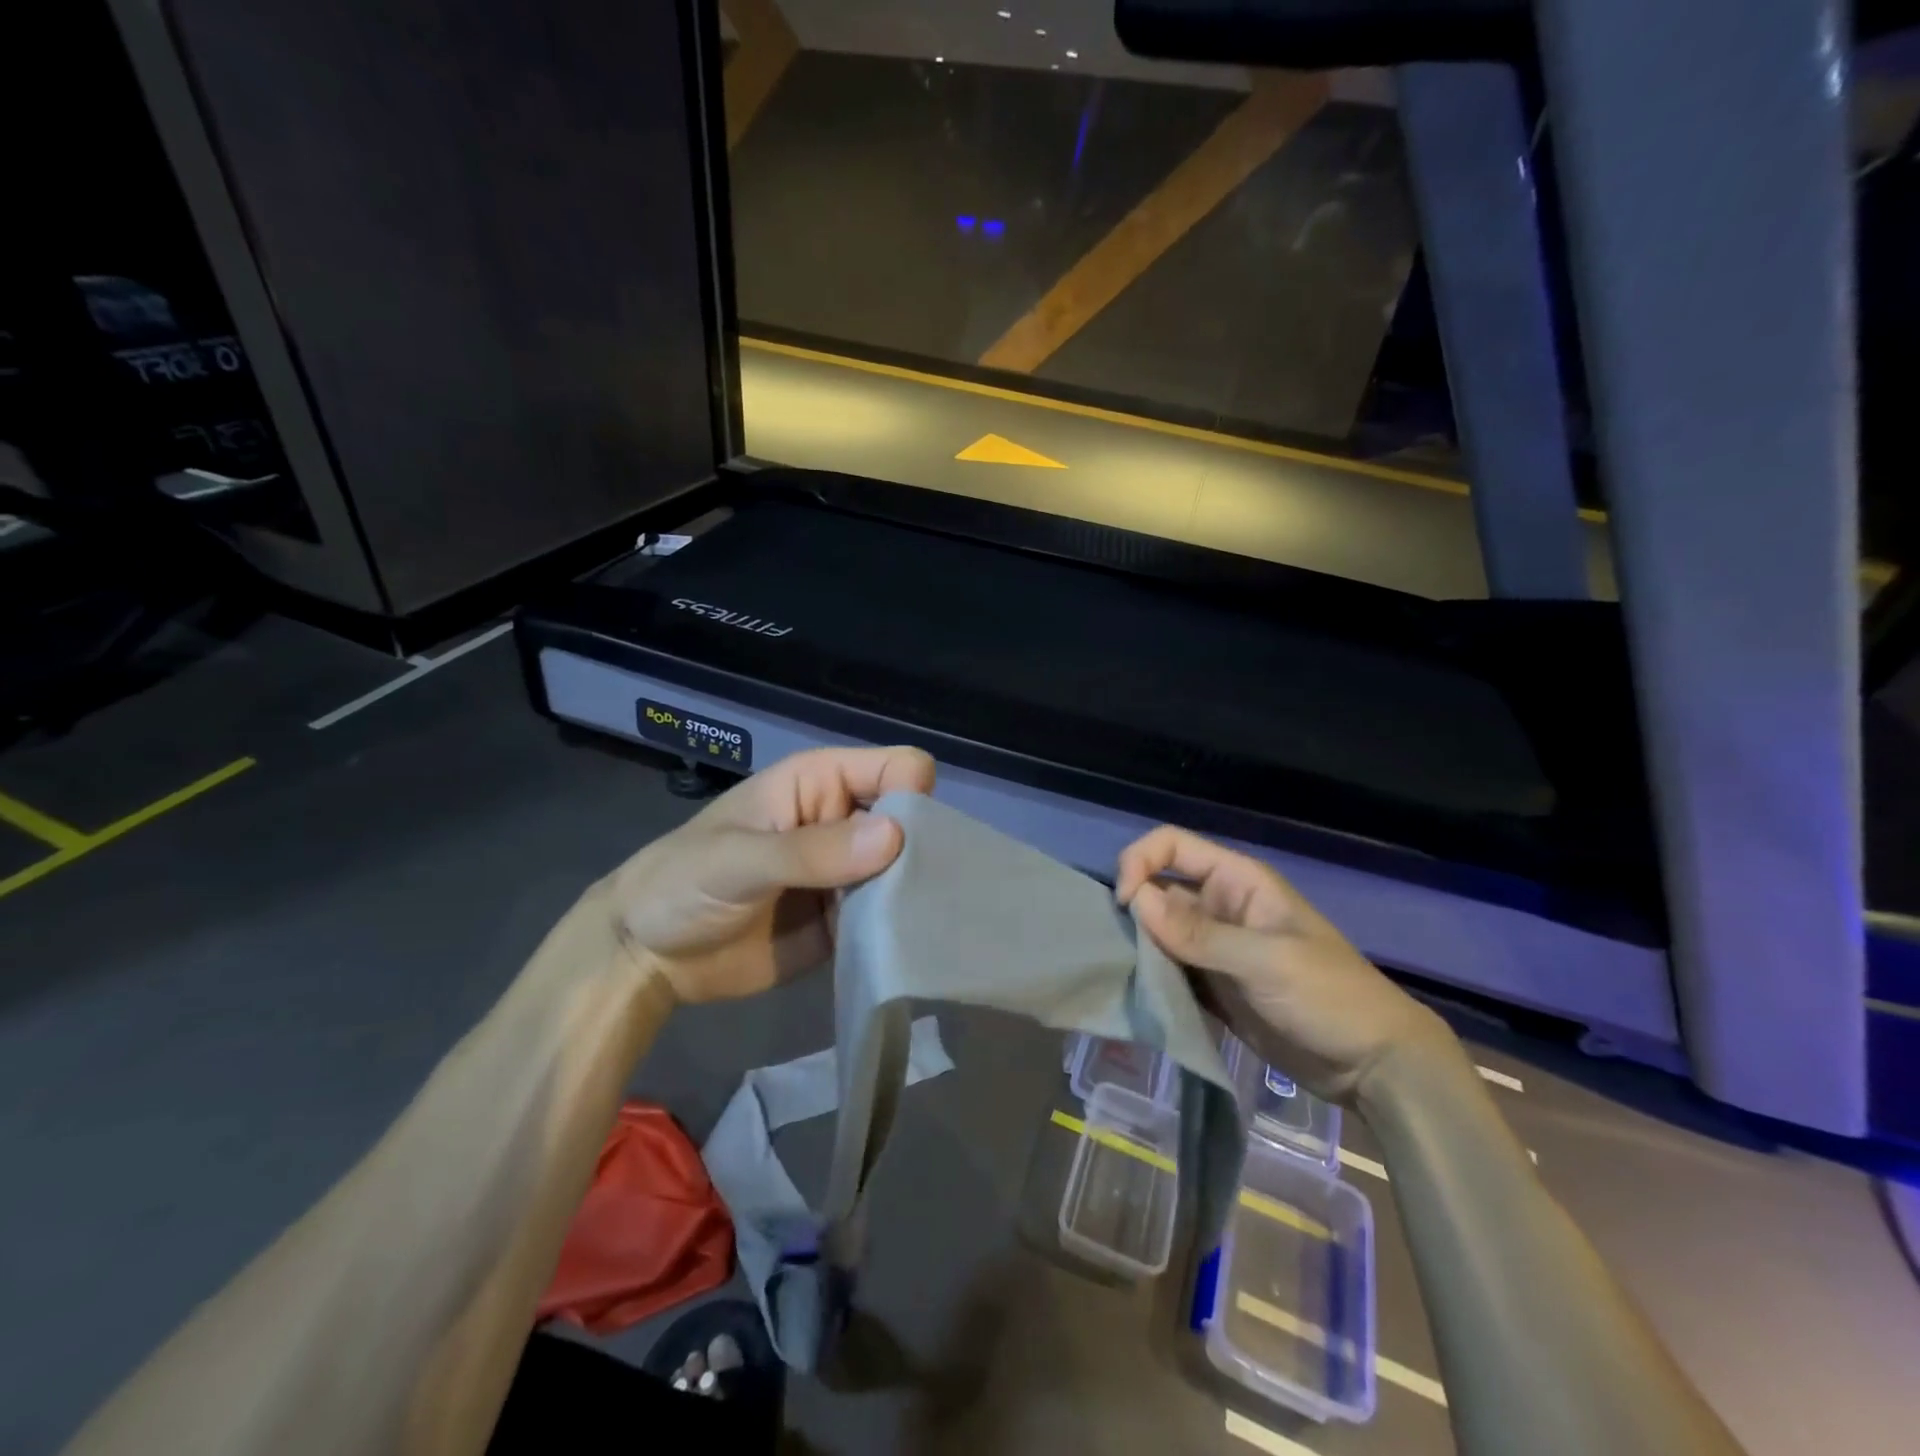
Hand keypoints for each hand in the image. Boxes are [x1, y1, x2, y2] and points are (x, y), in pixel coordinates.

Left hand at [604, 746, 935, 1002]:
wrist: (646, 956)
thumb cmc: (681, 883)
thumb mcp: (738, 859)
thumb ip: (811, 850)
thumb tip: (896, 836)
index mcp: (822, 784)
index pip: (897, 768)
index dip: (912, 797)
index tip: (907, 846)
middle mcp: (845, 822)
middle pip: (914, 822)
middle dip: (923, 853)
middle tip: (921, 897)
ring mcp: (849, 874)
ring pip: (909, 872)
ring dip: (916, 896)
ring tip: (923, 928)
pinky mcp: (847, 922)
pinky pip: (889, 919)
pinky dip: (900, 931)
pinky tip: (908, 949)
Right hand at [1116, 827, 1452, 1105]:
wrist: (1372, 1066)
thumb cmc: (1329, 997)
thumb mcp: (1266, 961)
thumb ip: (1199, 933)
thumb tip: (1135, 901)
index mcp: (1236, 881)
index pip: (1172, 846)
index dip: (1140, 862)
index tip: (1125, 904)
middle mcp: (1218, 907)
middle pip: (1157, 889)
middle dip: (1133, 912)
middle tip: (1118, 950)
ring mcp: (1214, 949)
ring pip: (1158, 932)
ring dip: (1138, 948)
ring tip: (1122, 974)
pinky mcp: (1211, 986)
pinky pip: (1169, 971)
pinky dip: (1150, 978)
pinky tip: (1138, 995)